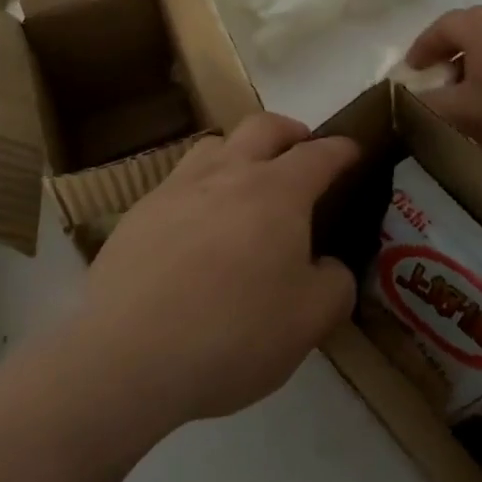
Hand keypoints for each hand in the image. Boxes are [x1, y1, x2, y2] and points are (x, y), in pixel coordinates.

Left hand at [75, 114, 360, 428]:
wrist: (129, 354)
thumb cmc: (234, 334)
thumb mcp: (310, 322)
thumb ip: (334, 285)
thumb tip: (328, 266)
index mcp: (277, 192)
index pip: (318, 155)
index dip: (341, 150)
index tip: (352, 151)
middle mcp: (227, 174)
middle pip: (262, 126)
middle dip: (289, 131)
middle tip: (301, 150)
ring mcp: (177, 188)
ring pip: (214, 145)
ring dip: (239, 151)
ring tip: (246, 181)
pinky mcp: (139, 212)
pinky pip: (178, 182)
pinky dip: (200, 188)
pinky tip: (197, 226)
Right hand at [406, 6, 481, 175]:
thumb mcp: (463, 115)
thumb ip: (426, 106)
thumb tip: (405, 100)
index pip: (441, 26)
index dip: (421, 48)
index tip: (411, 72)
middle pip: (471, 32)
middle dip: (450, 56)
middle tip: (438, 83)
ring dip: (478, 67)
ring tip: (471, 100)